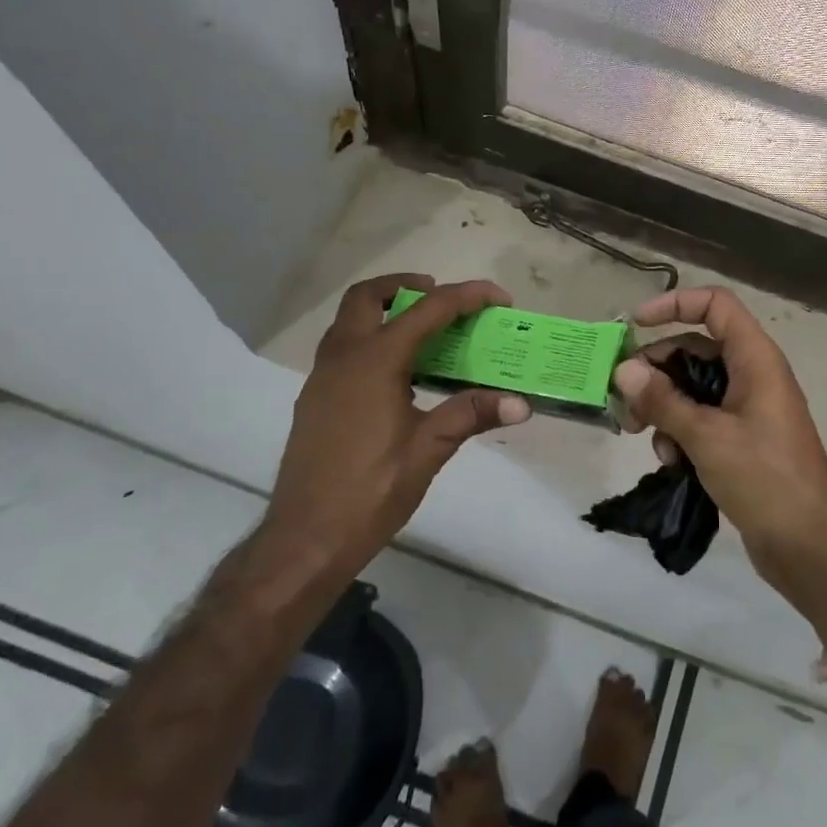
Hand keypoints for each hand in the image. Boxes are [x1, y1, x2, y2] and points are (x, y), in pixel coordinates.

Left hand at [270, 274, 529, 569]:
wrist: (306, 539)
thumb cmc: (369, 492)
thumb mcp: (428, 451)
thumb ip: (471, 415)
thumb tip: (521, 403)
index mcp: (373, 362)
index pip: (427, 311)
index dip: (467, 297)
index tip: (499, 298)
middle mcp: (343, 357)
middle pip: (367, 296)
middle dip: (406, 286)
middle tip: (442, 300)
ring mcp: (322, 377)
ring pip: (349, 320)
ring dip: (385, 311)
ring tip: (426, 333)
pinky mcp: (316, 398)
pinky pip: (344, 347)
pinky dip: (372, 339)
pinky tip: (400, 375)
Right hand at [612, 287, 826, 632]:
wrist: (811, 545)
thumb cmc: (765, 478)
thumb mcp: (707, 436)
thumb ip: (663, 400)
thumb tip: (623, 369)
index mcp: (754, 359)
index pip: (715, 305)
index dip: (675, 304)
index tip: (635, 324)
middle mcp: (751, 375)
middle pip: (694, 349)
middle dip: (656, 370)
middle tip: (625, 400)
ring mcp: (746, 409)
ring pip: (692, 387)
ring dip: (663, 406)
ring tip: (642, 435)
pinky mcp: (739, 440)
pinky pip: (699, 419)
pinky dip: (679, 431)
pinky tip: (670, 461)